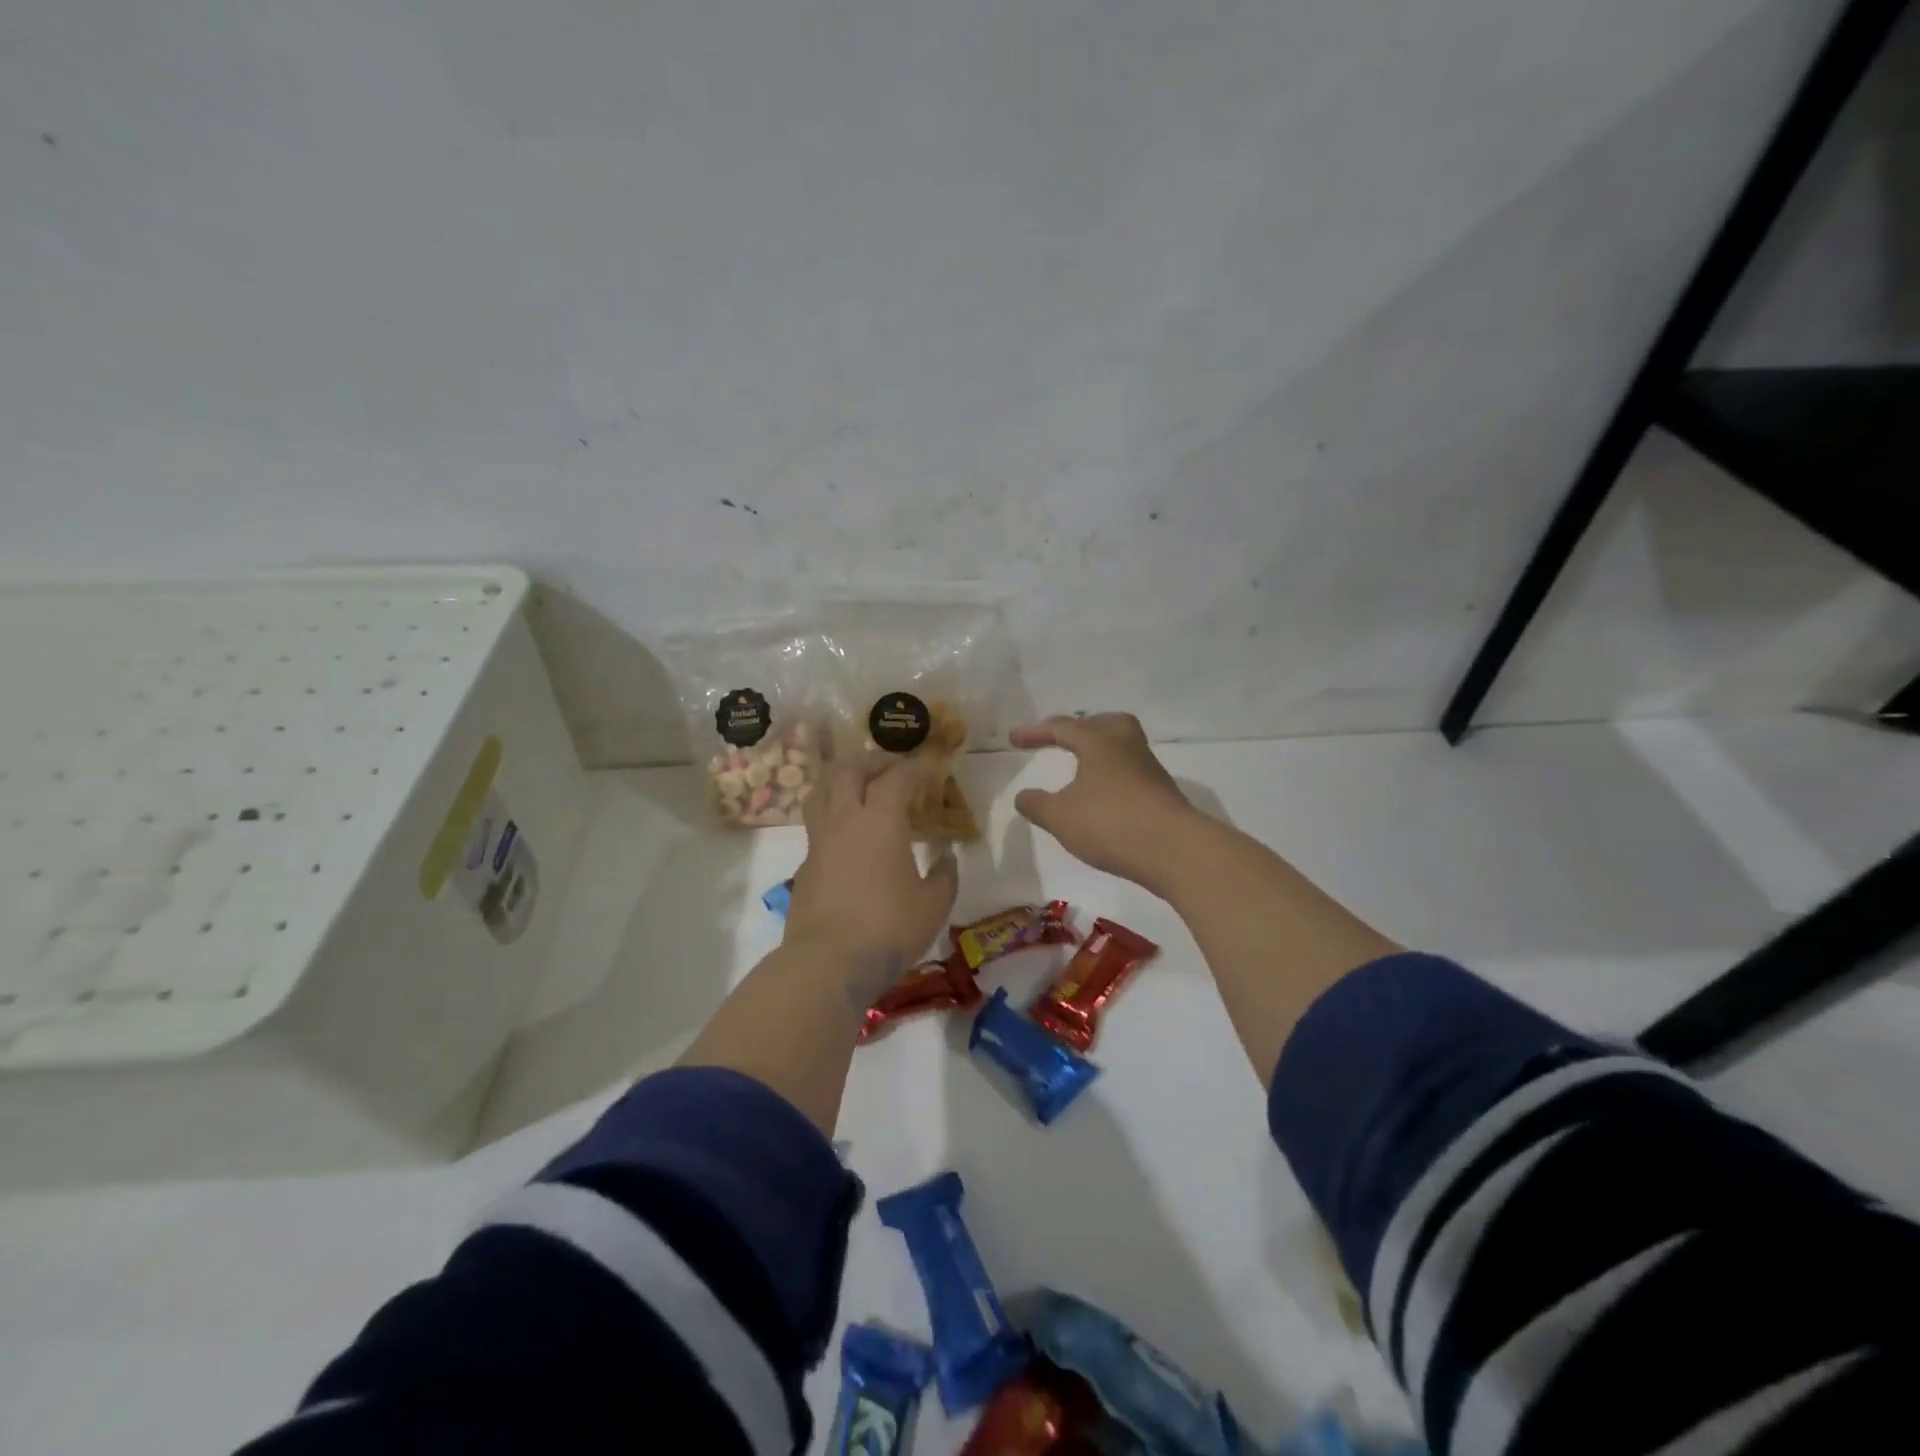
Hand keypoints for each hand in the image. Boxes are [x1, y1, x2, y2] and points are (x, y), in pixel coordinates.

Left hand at [784, 757, 959, 999]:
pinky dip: (832, 818)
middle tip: (890, 771)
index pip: (897, 778)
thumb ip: (944, 876)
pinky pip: (816, 826)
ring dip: (842, 782)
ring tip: (860, 791)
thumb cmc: (888, 928)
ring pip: (821, 792)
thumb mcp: (934, 905)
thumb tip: (946, 858)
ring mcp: (818, 842)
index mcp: (880, 821)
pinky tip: (847, 838)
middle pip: (848, 771)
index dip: (915, 768)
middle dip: (871, 763)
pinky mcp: (804, 866)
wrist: (828, 962)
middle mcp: (845, 820)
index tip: (930, 767)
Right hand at [1010, 713, 1199, 891]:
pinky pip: (1132, 773)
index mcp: (1099, 742)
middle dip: (1082, 728)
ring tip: (1083, 771)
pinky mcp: (1162, 794)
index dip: (1035, 732)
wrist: (1175, 850)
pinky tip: (1104, 799)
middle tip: (1065, 738)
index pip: (1062, 727)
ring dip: (1100, 753)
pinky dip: (1113, 777)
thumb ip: (1037, 805)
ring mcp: (1149, 770)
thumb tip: (1023, 796)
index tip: (1014, 739)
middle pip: (1105, 724)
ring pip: (1122, 748)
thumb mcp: (1060, 817)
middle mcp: (1127, 747)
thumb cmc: (1111, 823)